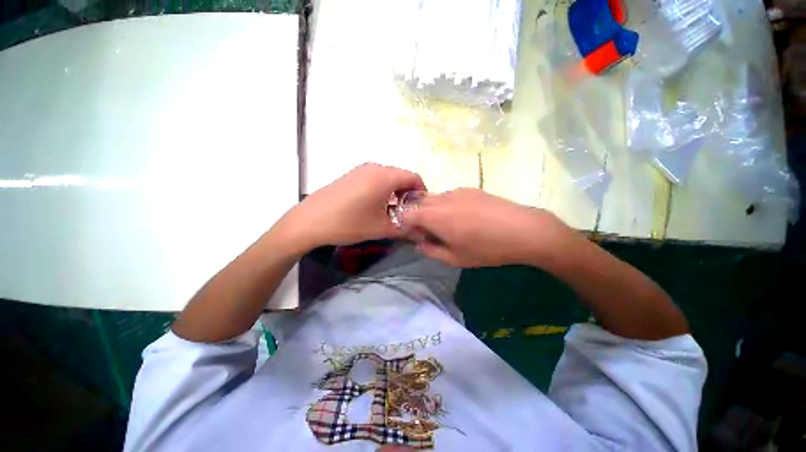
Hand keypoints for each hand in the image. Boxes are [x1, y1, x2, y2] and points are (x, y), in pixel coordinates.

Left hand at [279, 163, 425, 249]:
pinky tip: (376, 205)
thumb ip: (405, 229)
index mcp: (385, 177)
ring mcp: (360, 170)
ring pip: (387, 177)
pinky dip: (382, 189)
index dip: (421, 191)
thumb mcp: (381, 228)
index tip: (422, 207)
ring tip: (393, 210)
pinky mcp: (350, 175)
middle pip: (400, 176)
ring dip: (395, 191)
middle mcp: (374, 168)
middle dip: (408, 193)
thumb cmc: (349, 223)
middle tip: (409, 211)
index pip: (413, 177)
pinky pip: (374, 178)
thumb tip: (421, 233)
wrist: (310, 221)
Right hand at [403, 188, 577, 267]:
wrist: (523, 230)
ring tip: (450, 225)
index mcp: (435, 216)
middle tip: (432, 232)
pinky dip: (447, 205)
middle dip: (419, 217)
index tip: (418, 236)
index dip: (407, 225)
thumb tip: (419, 244)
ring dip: (433, 210)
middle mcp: (442, 199)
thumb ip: (431, 251)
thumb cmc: (486, 248)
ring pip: (435, 198)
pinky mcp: (471, 189)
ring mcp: (457, 191)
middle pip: (419, 203)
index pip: (407, 214)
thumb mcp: (455, 258)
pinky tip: (465, 217)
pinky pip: (450, 196)